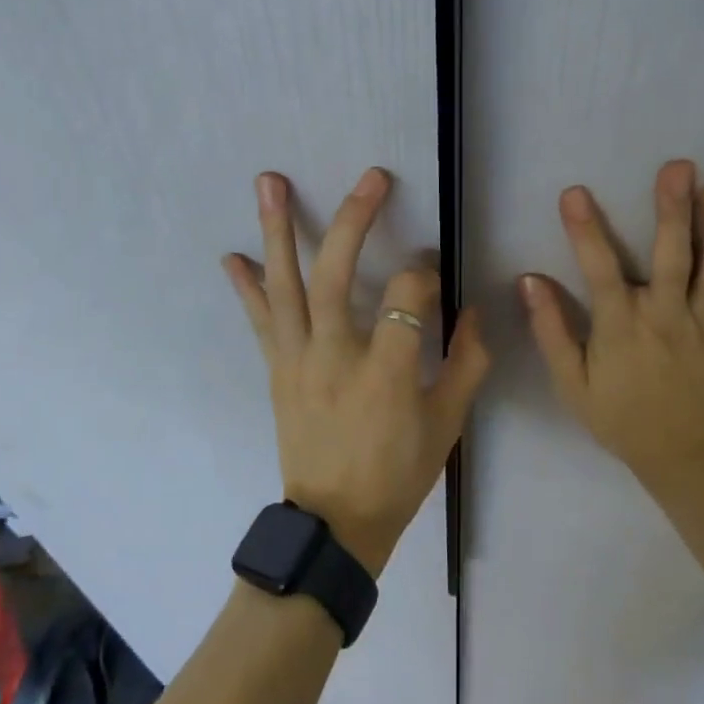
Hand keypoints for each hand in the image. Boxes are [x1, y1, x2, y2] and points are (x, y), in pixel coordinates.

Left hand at [223, 167, 488, 576]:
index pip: (407, 298)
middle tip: (370, 179)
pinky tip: (232, 255)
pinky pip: (260, 321)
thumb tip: (471, 309)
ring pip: (286, 286)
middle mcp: (335, 358)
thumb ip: (466, 363)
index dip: (423, 276)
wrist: (336, 524)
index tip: (430, 274)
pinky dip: (246, 287)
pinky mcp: (277, 370)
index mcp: (387, 374)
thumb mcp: (448, 424)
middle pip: (338, 276)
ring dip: (277, 231)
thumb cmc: (399, 474)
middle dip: (354, 220)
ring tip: (269, 182)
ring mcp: (298, 361)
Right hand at [519, 160, 703, 484]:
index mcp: (622, 327)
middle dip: (673, 211)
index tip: (575, 194)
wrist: (683, 458)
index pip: (600, 271)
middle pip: (672, 257)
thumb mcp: (571, 383)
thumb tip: (530, 280)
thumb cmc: (620, 417)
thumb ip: (552, 330)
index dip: (586, 231)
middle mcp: (667, 318)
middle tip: (679, 167)